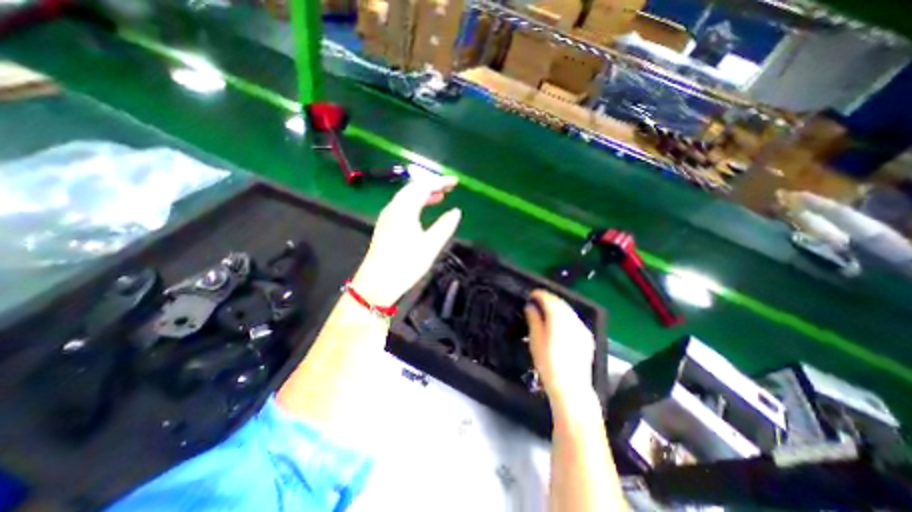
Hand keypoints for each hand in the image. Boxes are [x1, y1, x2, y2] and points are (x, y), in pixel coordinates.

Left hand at [349, 176, 459, 304]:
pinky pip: (402, 206)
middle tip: (449, 188)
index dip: (440, 182)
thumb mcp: (430, 246)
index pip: (423, 187)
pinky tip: (422, 211)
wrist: (376, 283)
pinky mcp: (385, 225)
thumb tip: (456, 211)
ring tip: (439, 197)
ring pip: (406, 197)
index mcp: (404, 209)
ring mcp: (387, 216)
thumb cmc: (405, 264)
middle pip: (413, 188)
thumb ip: (444, 226)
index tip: (455, 182)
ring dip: (423, 194)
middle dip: (431, 185)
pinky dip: (415, 203)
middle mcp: (393, 208)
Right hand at [523, 291, 595, 406]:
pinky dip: (565, 314)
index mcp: (558, 319)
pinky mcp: (587, 336)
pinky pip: (574, 318)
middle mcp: (572, 319)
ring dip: (557, 305)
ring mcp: (582, 327)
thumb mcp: (536, 340)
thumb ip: (534, 320)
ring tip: (546, 308)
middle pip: (560, 302)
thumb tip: (530, 306)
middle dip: (548, 298)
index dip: (539, 294)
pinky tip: (559, 321)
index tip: (531, 294)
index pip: (549, 299)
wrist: (571, 387)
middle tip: (537, 299)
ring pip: (568, 309)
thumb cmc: (548, 364)